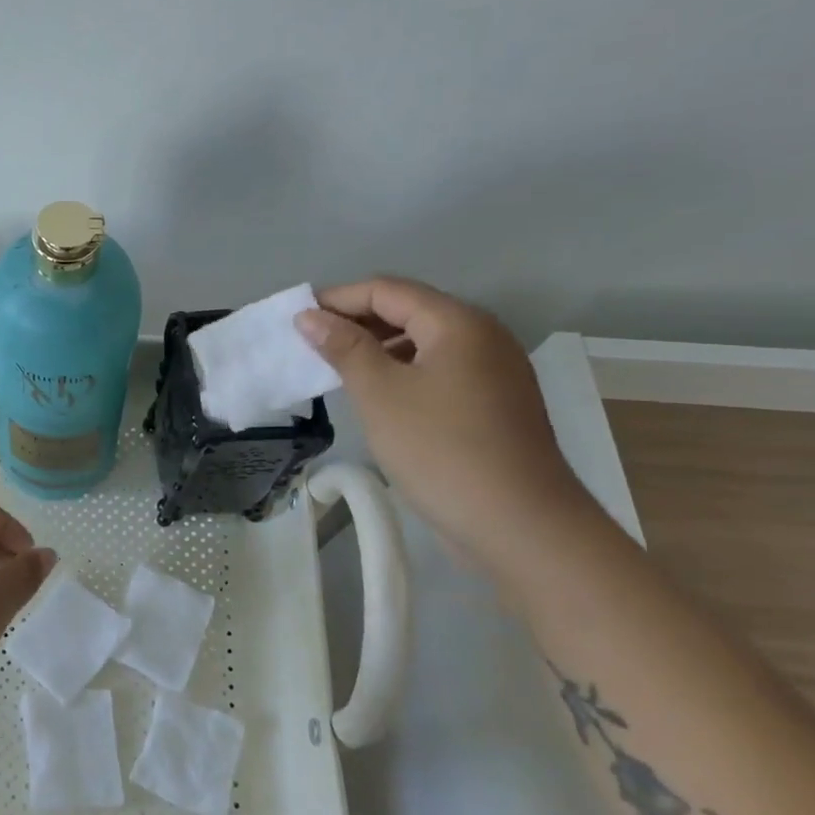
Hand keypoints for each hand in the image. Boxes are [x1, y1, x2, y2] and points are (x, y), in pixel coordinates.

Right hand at [296, 276, 596, 575]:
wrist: (519, 525)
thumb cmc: (440, 449)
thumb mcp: (379, 394)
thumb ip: (343, 348)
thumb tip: (310, 316)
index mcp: (458, 323)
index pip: (386, 290)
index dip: (337, 299)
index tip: (294, 320)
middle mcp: (482, 336)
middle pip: (408, 310)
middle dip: (355, 322)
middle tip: (308, 345)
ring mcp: (493, 371)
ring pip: (423, 342)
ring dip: (376, 348)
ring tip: (334, 370)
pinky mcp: (494, 403)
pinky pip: (438, 369)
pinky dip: (401, 371)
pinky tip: (376, 395)